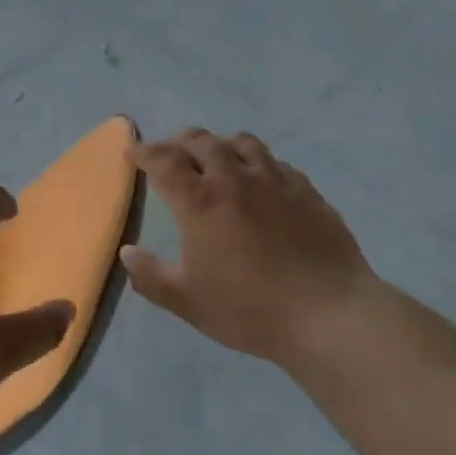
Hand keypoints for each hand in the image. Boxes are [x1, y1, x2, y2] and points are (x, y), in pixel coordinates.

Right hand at [121, 129, 380, 367]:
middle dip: (178, 142)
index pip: (164, 161)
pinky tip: (258, 180)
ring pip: (241, 142)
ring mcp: (275, 180)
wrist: (327, 313)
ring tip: (213, 157)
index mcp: (200, 201)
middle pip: (201, 141)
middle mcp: (234, 178)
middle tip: (168, 152)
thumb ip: (150, 275)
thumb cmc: (249, 309)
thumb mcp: (187, 301)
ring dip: (219, 144)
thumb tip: (128, 251)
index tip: (133, 153)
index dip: (144, 152)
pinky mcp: (306, 189)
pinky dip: (255, 161)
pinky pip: (274, 161)